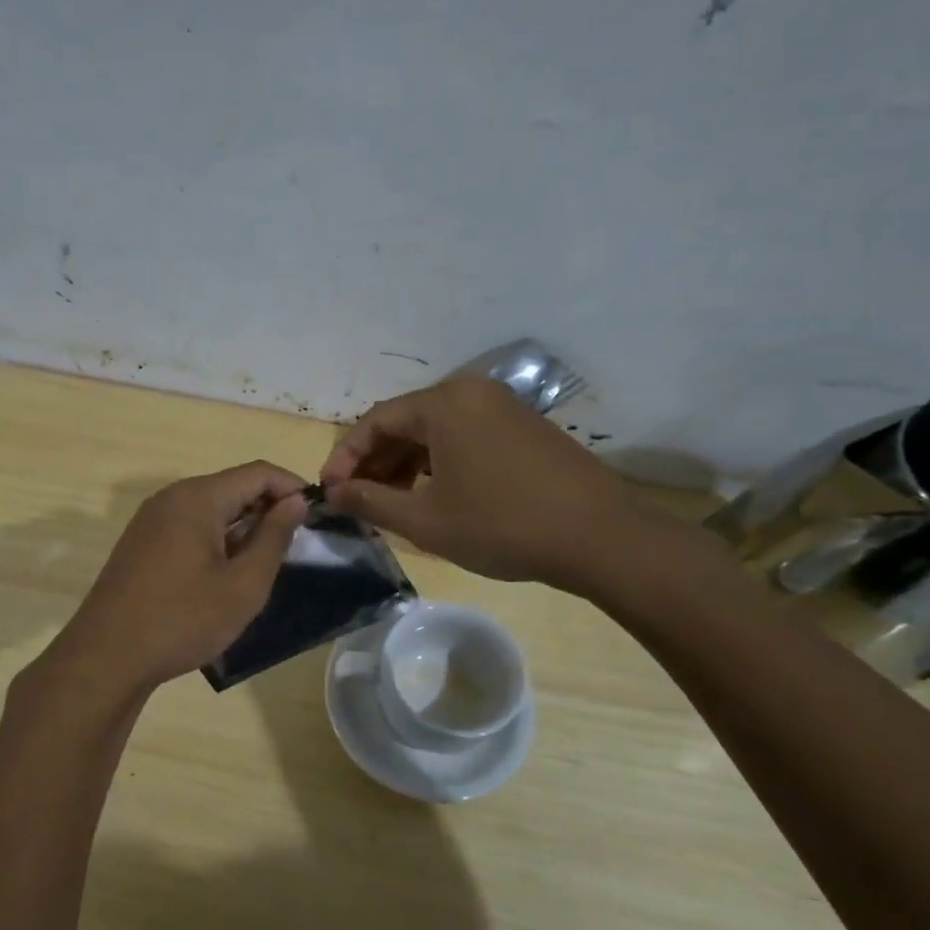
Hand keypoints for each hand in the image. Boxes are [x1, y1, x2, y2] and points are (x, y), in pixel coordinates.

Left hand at [44, 461, 307, 694]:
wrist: (107, 657)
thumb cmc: (183, 620)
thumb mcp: (243, 585)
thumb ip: (274, 537)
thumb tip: (295, 502)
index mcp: (198, 497)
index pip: (258, 472)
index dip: (292, 487)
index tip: (316, 516)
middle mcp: (172, 496)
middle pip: (232, 486)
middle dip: (267, 507)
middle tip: (294, 544)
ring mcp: (151, 519)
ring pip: (210, 507)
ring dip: (242, 525)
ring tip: (263, 562)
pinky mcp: (141, 542)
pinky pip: (189, 525)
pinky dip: (216, 537)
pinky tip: (225, 572)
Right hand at [320, 377, 659, 590]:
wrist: (601, 537)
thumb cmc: (502, 526)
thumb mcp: (426, 520)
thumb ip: (370, 502)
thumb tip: (331, 495)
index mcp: (444, 404)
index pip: (375, 421)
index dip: (345, 458)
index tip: (328, 492)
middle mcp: (471, 392)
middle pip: (405, 422)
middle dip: (374, 462)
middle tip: (356, 501)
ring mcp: (502, 407)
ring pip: (435, 431)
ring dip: (405, 464)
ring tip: (390, 504)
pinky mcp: (523, 427)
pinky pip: (464, 436)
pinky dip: (438, 463)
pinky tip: (433, 495)